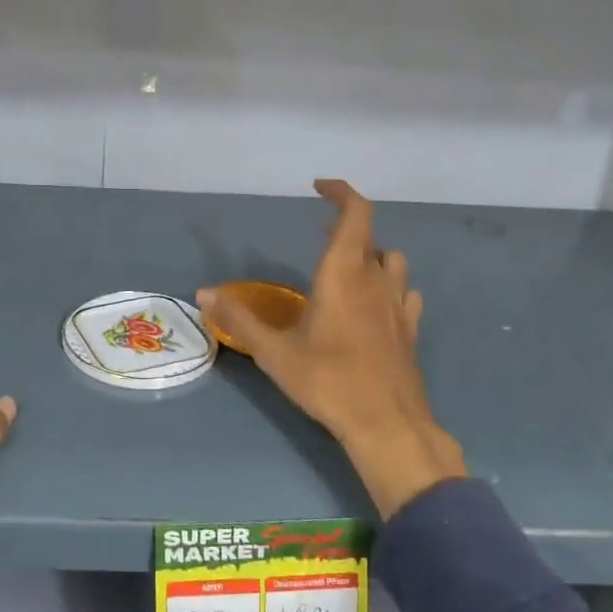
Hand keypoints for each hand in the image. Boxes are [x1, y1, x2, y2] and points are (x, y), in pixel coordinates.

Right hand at [199, 179, 464, 518]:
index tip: (319, 188)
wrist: (386, 423)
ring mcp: (398, 305)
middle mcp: (376, 281)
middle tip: (320, 231)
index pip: (356, 213)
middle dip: (345, 225)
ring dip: (370, 254)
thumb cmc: (328, 381)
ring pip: (391, 262)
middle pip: (369, 236)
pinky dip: (388, 285)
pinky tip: (375, 303)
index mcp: (344, 274)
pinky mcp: (409, 330)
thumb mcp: (274, 352)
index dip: (341, 193)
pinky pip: (404, 293)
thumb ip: (238, 320)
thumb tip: (203, 293)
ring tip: (347, 266)